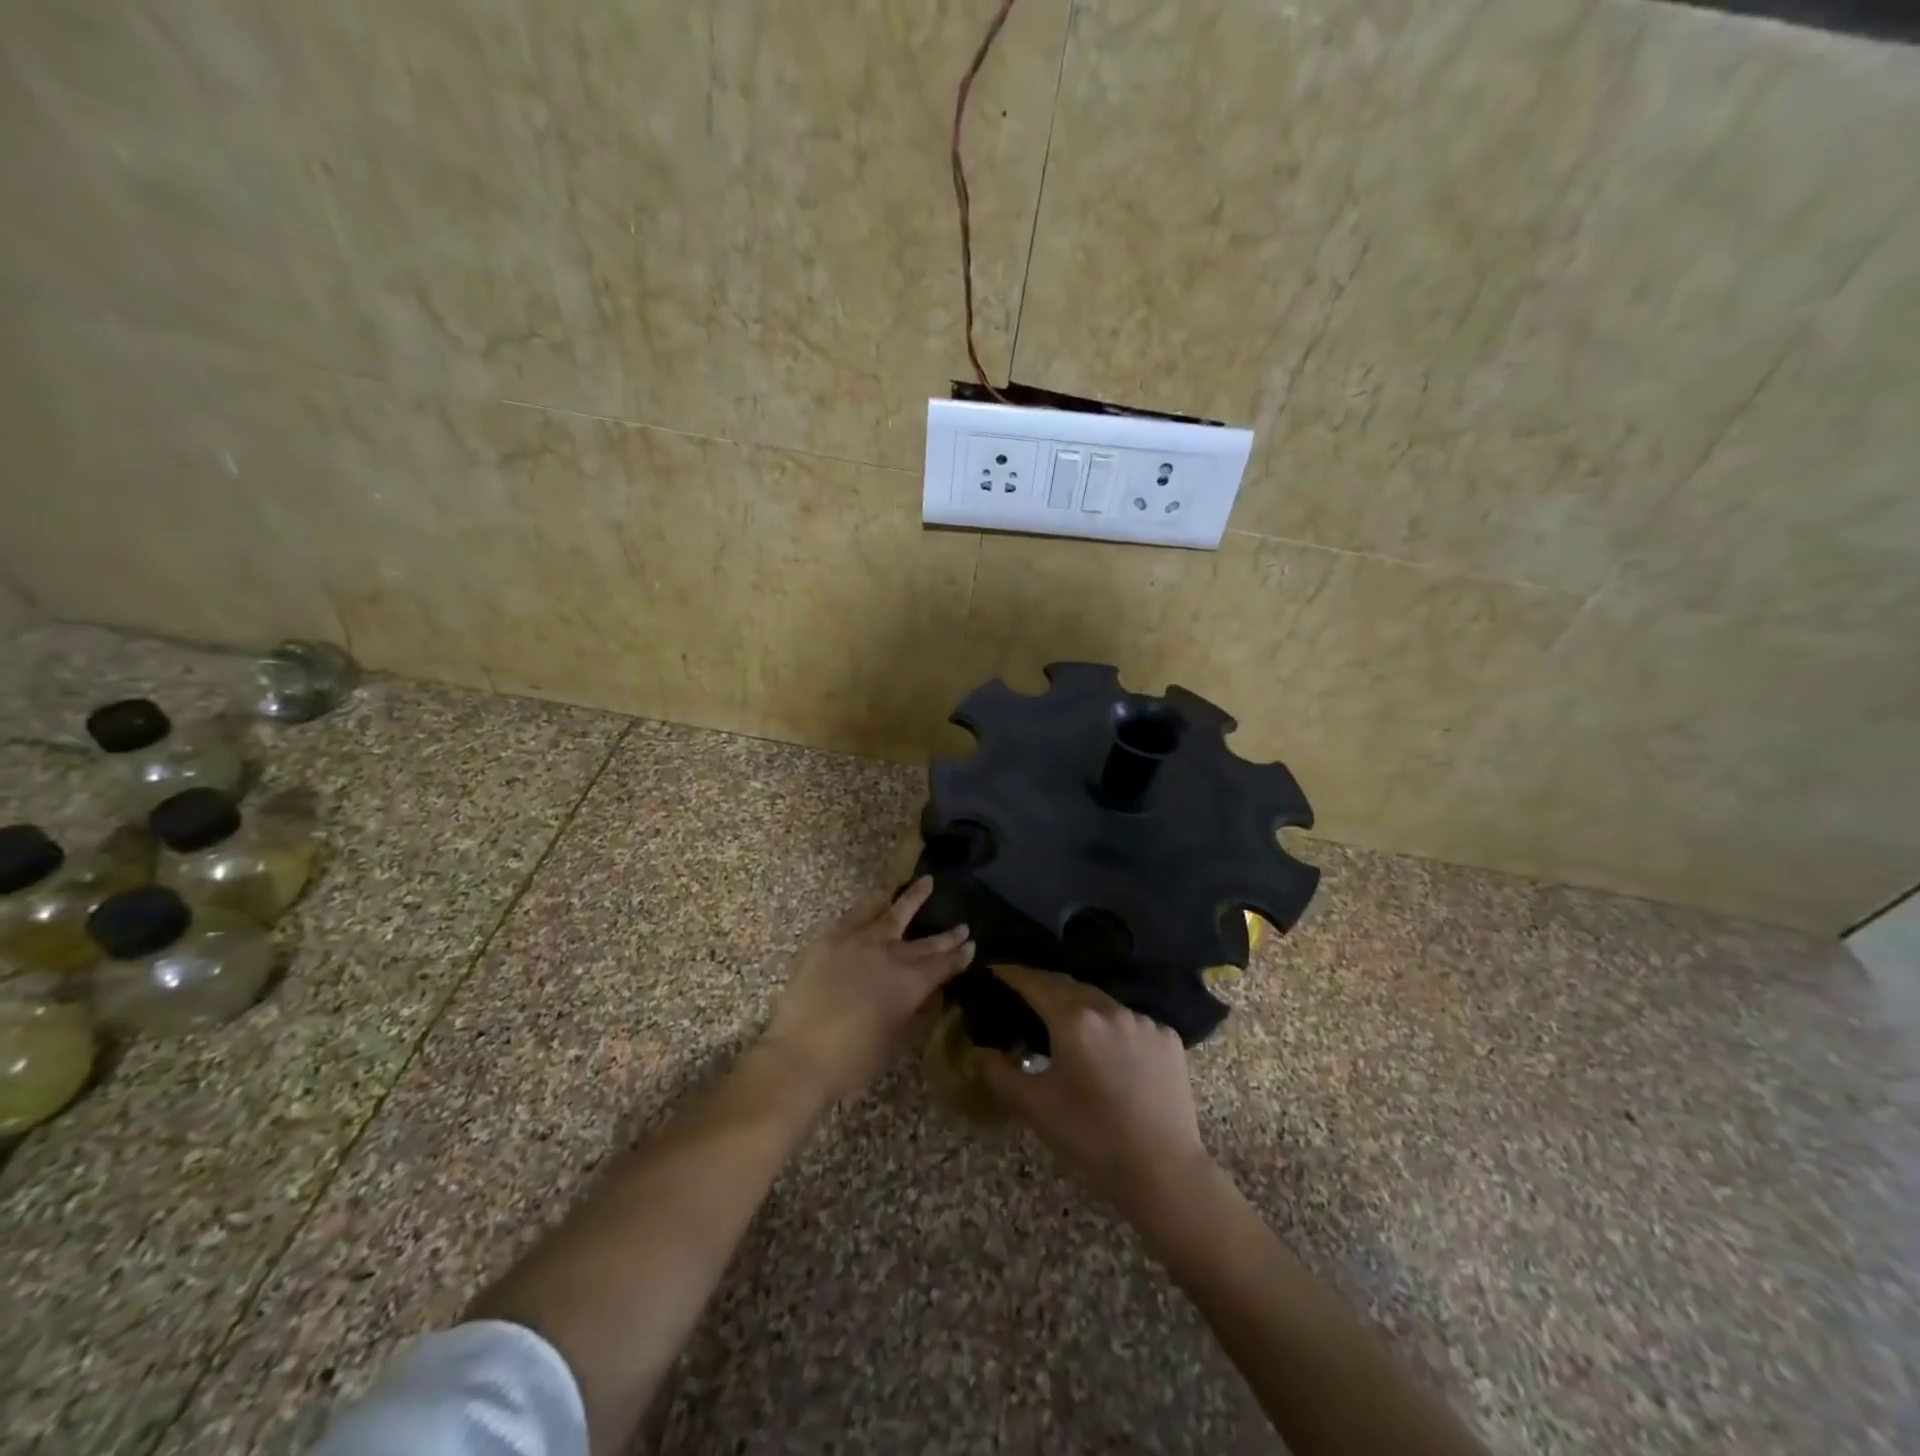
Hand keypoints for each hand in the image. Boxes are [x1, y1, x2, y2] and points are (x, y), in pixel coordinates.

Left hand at [762, 877, 973, 1105]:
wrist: (800, 1054)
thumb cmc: (853, 1060)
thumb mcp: (898, 1043)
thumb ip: (918, 1015)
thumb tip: (931, 996)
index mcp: (912, 983)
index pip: (944, 964)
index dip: (959, 955)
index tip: (971, 945)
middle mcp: (892, 955)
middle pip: (926, 941)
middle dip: (947, 934)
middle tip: (963, 924)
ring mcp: (861, 941)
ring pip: (894, 912)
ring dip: (913, 897)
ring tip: (927, 881)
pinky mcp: (833, 937)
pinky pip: (858, 912)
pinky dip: (873, 901)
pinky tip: (882, 894)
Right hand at [975, 965, 1212, 1219]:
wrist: (1163, 1171)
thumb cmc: (1091, 1138)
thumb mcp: (1036, 1108)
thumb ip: (1001, 1074)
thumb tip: (978, 1052)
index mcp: (1074, 1020)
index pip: (1036, 983)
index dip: (1014, 974)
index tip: (996, 968)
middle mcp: (1110, 1009)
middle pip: (1069, 986)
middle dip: (1044, 985)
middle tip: (1024, 992)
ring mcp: (1143, 1021)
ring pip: (1102, 1002)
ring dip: (1080, 1006)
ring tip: (1065, 1021)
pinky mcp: (1167, 1037)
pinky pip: (1130, 1021)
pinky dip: (1112, 1026)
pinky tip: (1108, 1049)